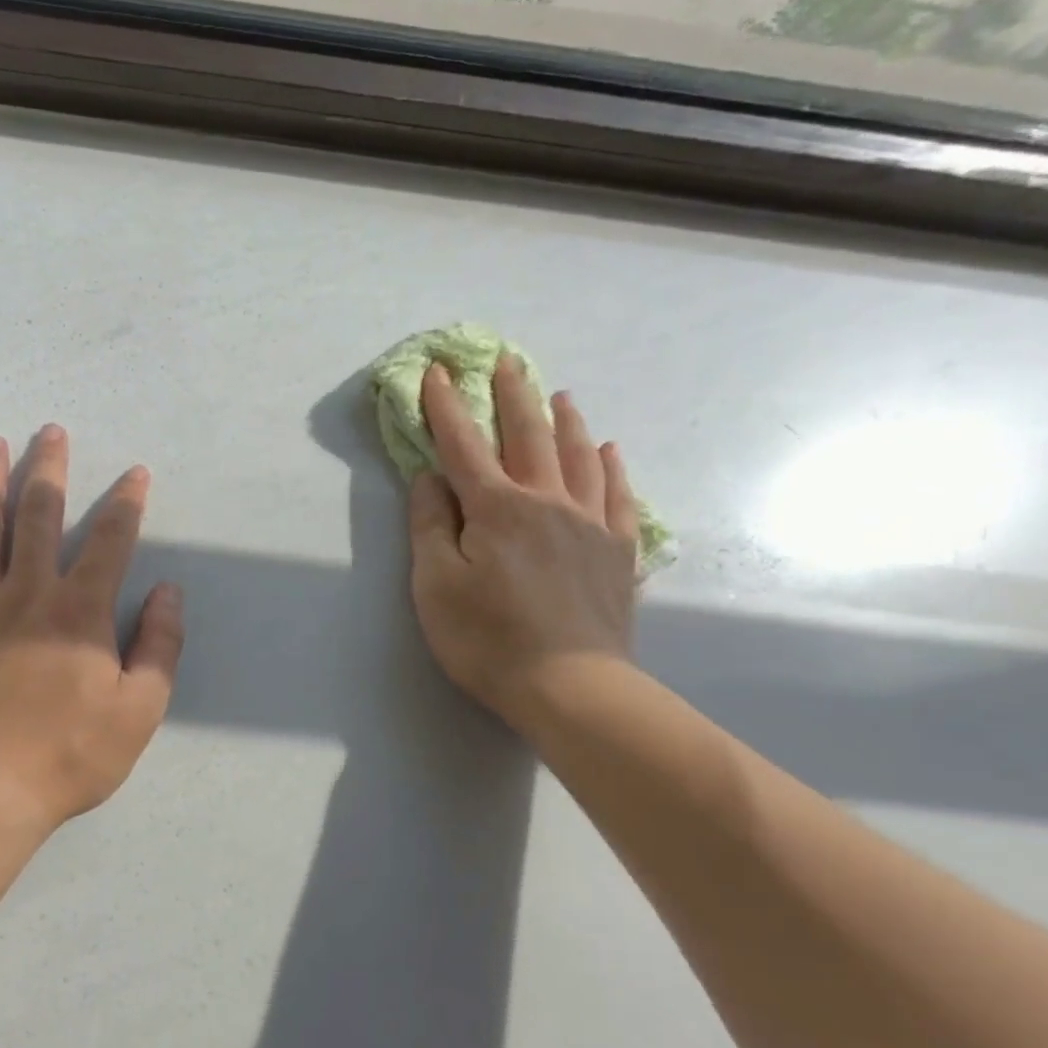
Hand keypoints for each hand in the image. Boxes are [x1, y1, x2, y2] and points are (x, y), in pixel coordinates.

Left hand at [0, 427, 184, 834]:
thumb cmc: (71, 754)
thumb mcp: (140, 709)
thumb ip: (160, 646)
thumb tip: (168, 591)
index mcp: (79, 612)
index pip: (109, 542)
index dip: (126, 504)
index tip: (135, 473)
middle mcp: (27, 595)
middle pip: (39, 517)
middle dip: (49, 470)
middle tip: (50, 431)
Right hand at [408, 358, 639, 735]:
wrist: (570, 686)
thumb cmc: (487, 639)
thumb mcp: (435, 585)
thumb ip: (431, 526)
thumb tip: (429, 478)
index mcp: (496, 508)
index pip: (463, 445)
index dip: (446, 407)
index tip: (437, 372)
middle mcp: (546, 502)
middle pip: (528, 436)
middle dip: (513, 396)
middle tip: (508, 361)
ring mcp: (589, 524)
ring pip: (578, 456)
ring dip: (565, 421)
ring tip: (560, 395)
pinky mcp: (616, 551)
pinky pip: (618, 495)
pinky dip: (611, 467)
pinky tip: (609, 451)